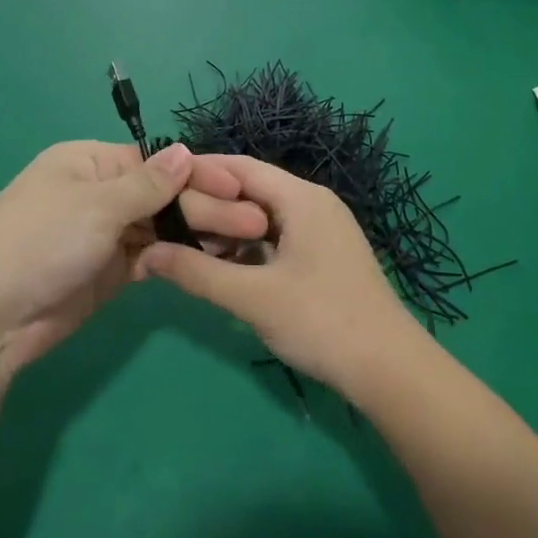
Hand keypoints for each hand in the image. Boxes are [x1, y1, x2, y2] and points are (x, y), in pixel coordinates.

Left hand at [0, 141, 269, 381]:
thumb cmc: (39, 242)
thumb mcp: (96, 205)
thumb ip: (148, 183)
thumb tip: (185, 150)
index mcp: (89, 163)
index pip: (155, 162)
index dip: (198, 174)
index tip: (241, 187)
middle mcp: (99, 193)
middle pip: (162, 195)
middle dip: (207, 207)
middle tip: (255, 225)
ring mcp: (104, 234)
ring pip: (161, 227)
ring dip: (198, 234)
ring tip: (244, 244)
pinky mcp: (108, 272)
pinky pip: (152, 257)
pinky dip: (179, 258)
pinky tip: (213, 262)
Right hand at [136, 154, 425, 396]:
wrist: (390, 370)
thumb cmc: (321, 321)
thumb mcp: (252, 297)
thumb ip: (197, 273)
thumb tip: (147, 253)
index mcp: (302, 198)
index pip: (241, 167)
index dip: (200, 171)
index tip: (162, 182)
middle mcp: (315, 203)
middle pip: (253, 190)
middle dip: (211, 203)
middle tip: (167, 218)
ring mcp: (324, 229)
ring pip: (265, 216)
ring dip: (229, 229)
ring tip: (188, 245)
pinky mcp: (326, 254)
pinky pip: (280, 236)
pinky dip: (251, 246)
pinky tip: (226, 268)